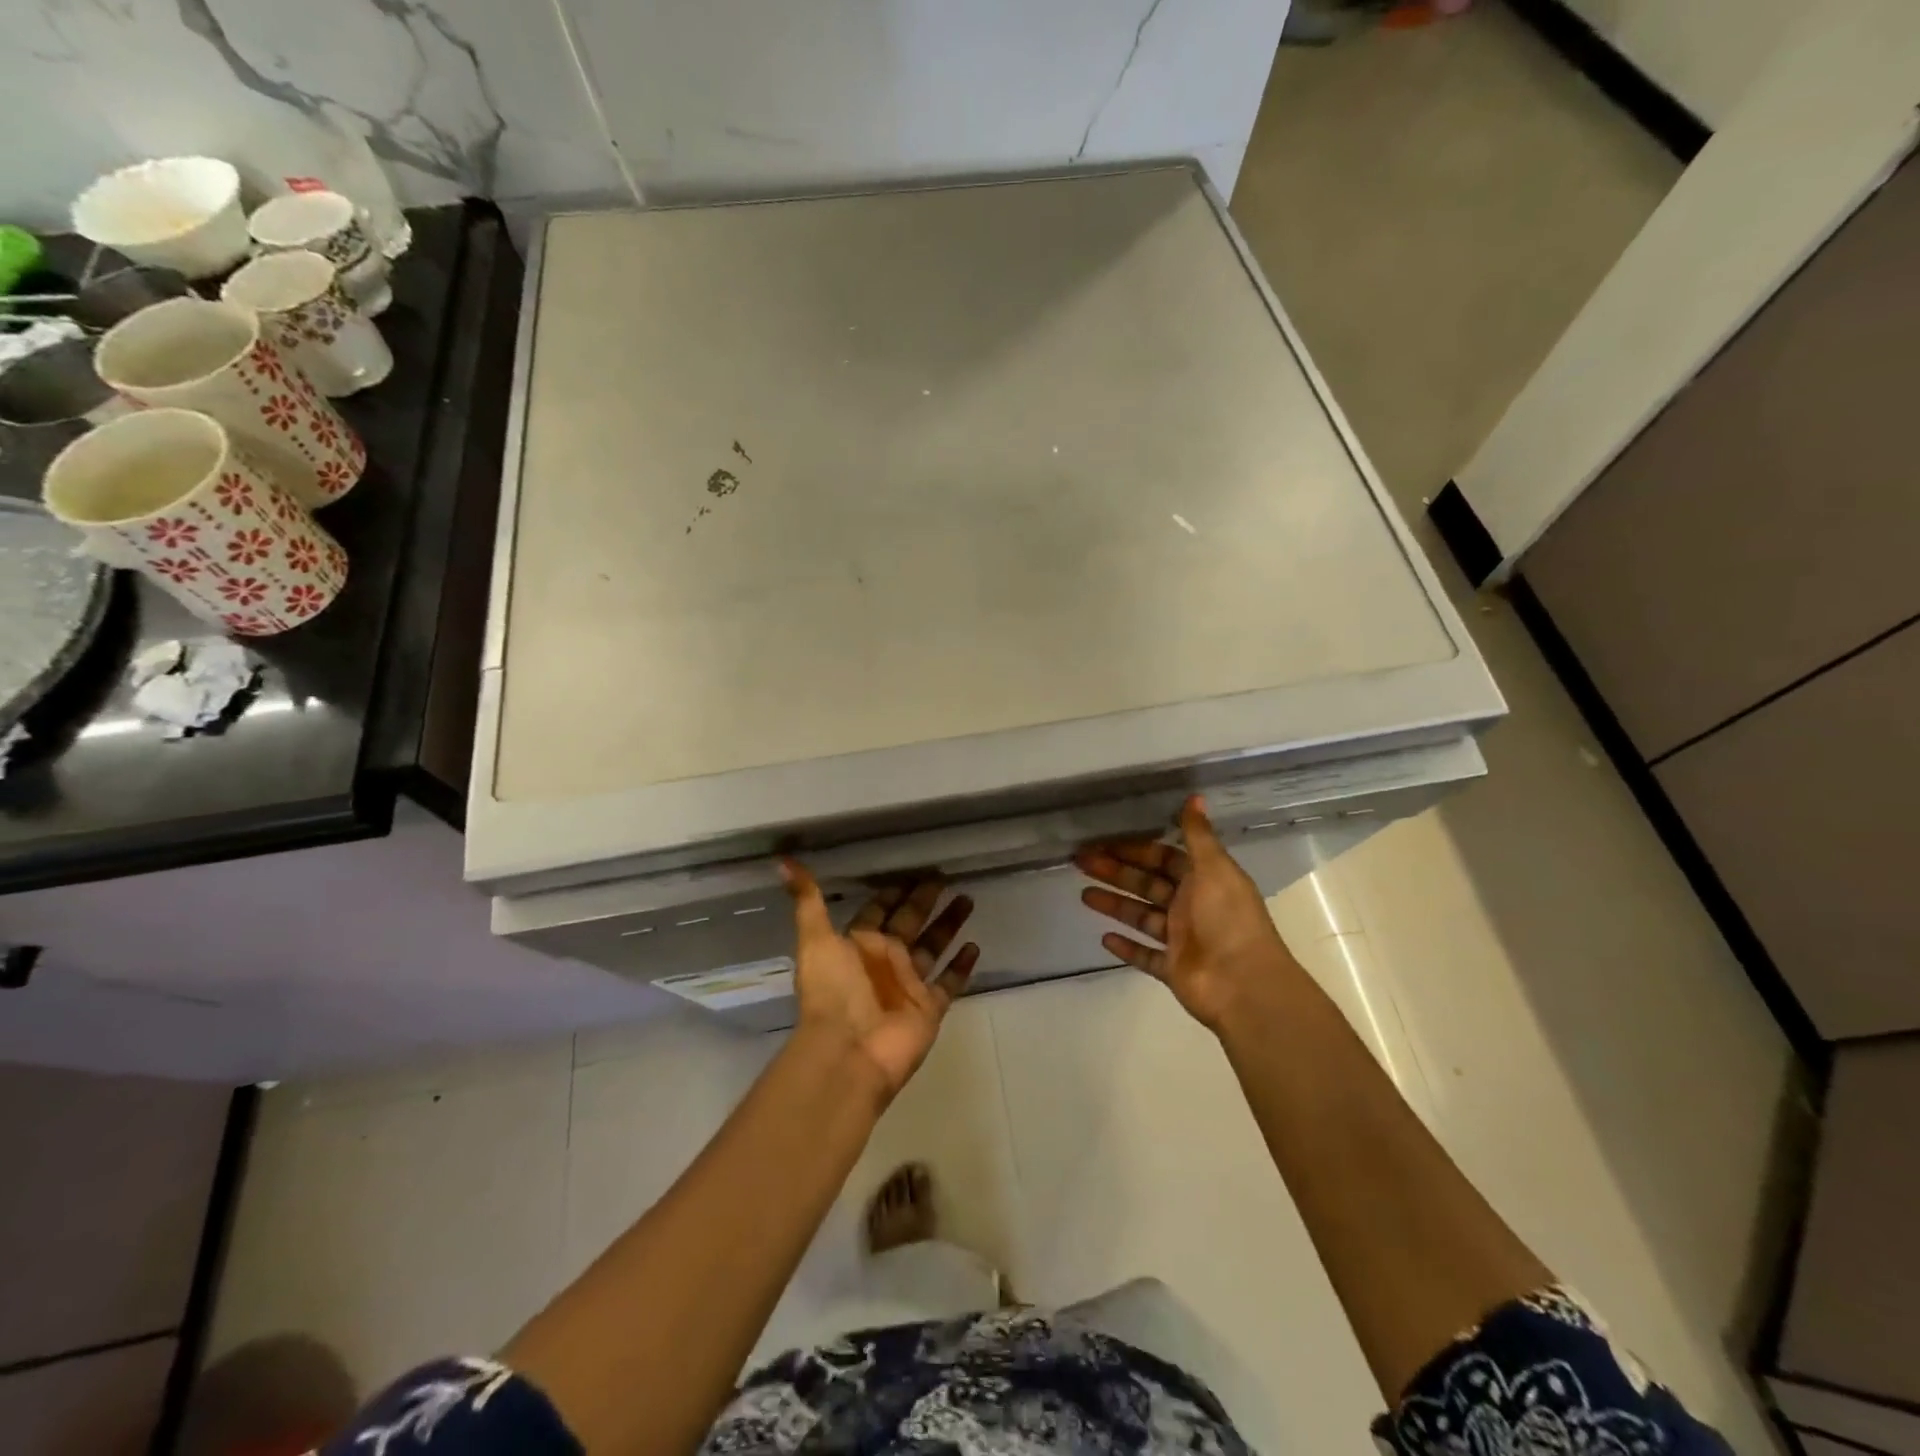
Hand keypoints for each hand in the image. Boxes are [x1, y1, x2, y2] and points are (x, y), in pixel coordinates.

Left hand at [781, 862, 979, 1101]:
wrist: (849, 1051)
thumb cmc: (832, 992)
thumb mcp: (815, 939)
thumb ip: (807, 899)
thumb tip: (782, 860)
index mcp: (859, 944)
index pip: (879, 910)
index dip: (892, 892)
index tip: (912, 870)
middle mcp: (885, 960)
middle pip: (910, 923)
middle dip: (925, 900)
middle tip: (945, 876)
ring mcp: (909, 985)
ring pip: (933, 947)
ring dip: (948, 925)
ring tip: (968, 899)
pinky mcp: (929, 1008)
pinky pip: (950, 983)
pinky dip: (962, 967)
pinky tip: (975, 946)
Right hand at [1077, 795, 1302, 1031]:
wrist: (1243, 985)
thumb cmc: (1228, 919)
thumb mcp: (1214, 869)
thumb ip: (1198, 835)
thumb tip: (1195, 796)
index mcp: (1204, 880)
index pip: (1163, 858)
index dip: (1135, 848)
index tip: (1104, 841)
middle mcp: (1192, 906)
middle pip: (1147, 885)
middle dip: (1116, 873)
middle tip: (1081, 862)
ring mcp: (1181, 939)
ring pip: (1141, 917)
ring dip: (1114, 905)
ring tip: (1083, 895)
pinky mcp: (1172, 969)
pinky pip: (1145, 956)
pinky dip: (1126, 947)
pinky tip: (1104, 937)